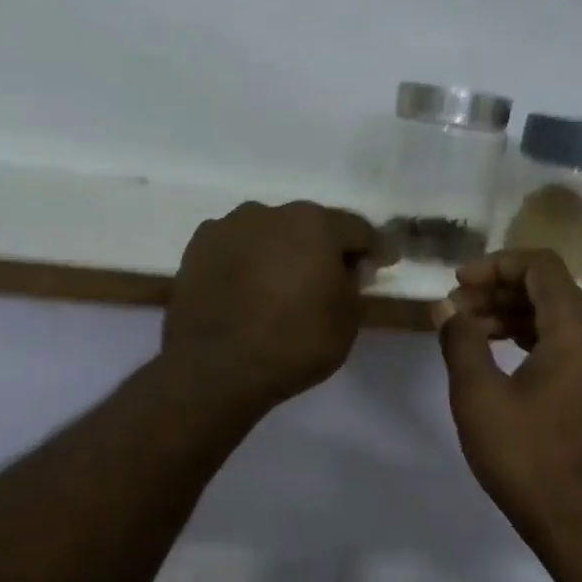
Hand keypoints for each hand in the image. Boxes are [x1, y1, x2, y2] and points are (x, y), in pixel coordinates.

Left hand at [164, 201, 382, 414]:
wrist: (215, 369)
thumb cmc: (294, 343)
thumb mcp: (346, 321)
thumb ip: (353, 284)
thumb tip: (346, 267)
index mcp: (314, 224)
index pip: (357, 229)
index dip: (374, 249)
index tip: (384, 263)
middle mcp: (270, 213)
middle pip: (309, 226)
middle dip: (324, 248)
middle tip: (332, 276)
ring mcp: (229, 227)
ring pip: (269, 234)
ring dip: (282, 252)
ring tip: (284, 284)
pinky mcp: (197, 248)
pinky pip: (237, 249)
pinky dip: (248, 262)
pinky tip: (250, 289)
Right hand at [434, 250, 581, 555]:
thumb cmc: (527, 459)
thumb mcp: (479, 397)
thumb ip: (460, 340)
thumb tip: (444, 307)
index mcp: (581, 329)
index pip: (540, 266)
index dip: (494, 266)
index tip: (456, 284)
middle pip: (551, 289)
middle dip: (499, 292)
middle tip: (454, 311)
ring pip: (561, 316)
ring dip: (514, 315)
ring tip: (469, 332)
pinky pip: (573, 342)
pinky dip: (536, 338)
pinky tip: (501, 353)